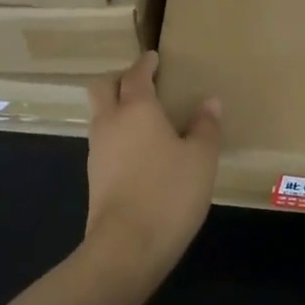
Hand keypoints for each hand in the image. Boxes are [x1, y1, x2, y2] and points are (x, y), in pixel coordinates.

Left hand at [84, 52, 221, 292]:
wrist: (127, 246)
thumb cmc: (169, 192)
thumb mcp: (201, 158)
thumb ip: (206, 126)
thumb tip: (210, 102)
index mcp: (137, 109)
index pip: (135, 75)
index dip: (145, 64)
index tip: (154, 58)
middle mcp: (110, 122)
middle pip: (102, 87)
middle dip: (118, 78)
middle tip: (141, 82)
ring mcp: (97, 151)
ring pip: (99, 115)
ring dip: (115, 107)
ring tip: (143, 116)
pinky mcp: (95, 177)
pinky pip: (103, 141)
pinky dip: (117, 134)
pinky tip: (138, 150)